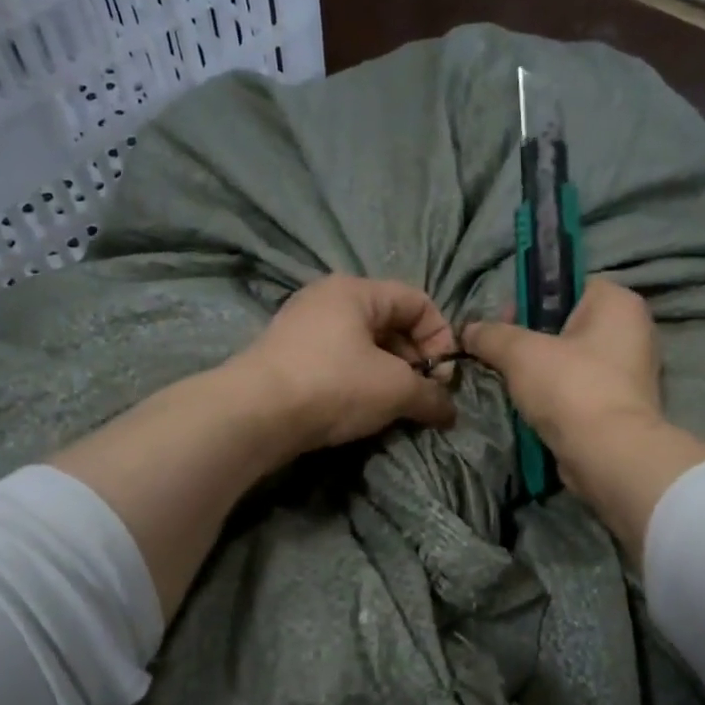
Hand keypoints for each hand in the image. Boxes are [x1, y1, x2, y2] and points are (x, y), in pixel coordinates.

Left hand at [233, 275, 458, 453]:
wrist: (254, 414)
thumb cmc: (333, 385)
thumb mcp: (395, 389)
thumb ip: (431, 396)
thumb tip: (450, 411)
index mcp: (356, 290)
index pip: (418, 301)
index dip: (441, 338)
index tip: (443, 378)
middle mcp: (327, 299)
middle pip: (390, 322)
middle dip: (415, 360)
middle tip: (422, 396)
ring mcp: (303, 327)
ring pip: (363, 345)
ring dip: (388, 375)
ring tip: (395, 407)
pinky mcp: (288, 357)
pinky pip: (338, 361)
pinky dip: (359, 382)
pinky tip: (361, 410)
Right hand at [466, 278, 704, 562]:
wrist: (607, 455)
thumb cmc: (569, 387)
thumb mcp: (519, 353)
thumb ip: (491, 335)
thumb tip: (468, 330)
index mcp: (618, 303)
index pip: (569, 284)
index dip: (532, 298)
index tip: (504, 321)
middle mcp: (632, 330)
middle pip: (568, 322)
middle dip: (531, 338)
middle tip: (502, 354)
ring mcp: (631, 371)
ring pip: (573, 359)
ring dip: (542, 370)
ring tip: (513, 383)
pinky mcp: (622, 405)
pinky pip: (580, 388)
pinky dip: (557, 395)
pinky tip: (533, 406)